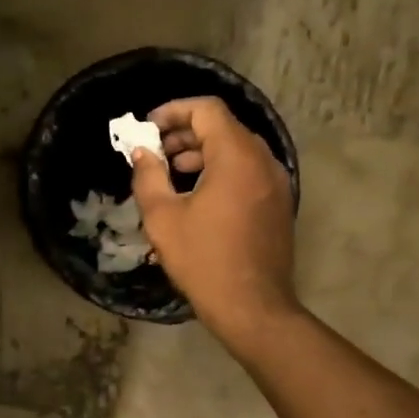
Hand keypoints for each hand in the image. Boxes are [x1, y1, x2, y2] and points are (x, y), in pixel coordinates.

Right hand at [129, 96, 300, 344]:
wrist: (252, 307)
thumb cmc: (203, 260)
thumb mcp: (163, 218)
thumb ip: (148, 176)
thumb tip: (141, 152)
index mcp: (236, 157)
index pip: (207, 110)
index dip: (173, 111)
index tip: (147, 128)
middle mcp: (263, 161)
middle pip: (223, 127)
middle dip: (184, 133)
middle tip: (154, 152)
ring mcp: (275, 182)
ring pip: (236, 149)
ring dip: (201, 152)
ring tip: (170, 174)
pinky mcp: (277, 203)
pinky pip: (247, 170)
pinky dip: (220, 170)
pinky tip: (196, 196)